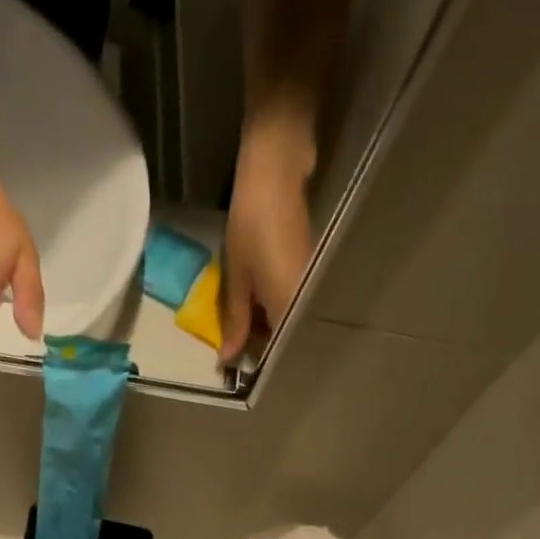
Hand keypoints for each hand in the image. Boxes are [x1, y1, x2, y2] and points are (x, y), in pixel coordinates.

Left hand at [219, 138, 314, 363]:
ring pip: (287, 322)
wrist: (277, 169)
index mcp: (289, 308)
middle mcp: (305, 302)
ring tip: (241, 331)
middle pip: (285, 339)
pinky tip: (254, 308)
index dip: (257, 363)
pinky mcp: (308, 272)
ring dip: (266, 329)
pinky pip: (290, 304)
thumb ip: (236, 320)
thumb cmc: (252, 222)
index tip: (237, 369)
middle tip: (235, 350)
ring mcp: (309, 286)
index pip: (277, 352)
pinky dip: (272, 311)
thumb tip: (229, 357)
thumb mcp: (237, 276)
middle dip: (261, 348)